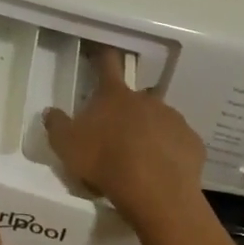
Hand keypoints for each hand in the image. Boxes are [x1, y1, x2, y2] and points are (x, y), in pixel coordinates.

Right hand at [45, 45, 205, 230]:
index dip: (103, 57)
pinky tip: (162, 172)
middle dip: (127, 111)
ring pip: (159, 120)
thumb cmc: (105, 161)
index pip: (107, 64)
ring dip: (150, 132)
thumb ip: (56, 125)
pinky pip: (179, 144)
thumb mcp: (66, 145)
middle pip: (134, 97)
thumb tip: (50, 112)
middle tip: (117, 135)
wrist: (155, 192)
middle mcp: (145, 99)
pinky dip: (171, 153)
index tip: (103, 52)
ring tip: (141, 160)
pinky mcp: (192, 143)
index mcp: (114, 95)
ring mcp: (173, 119)